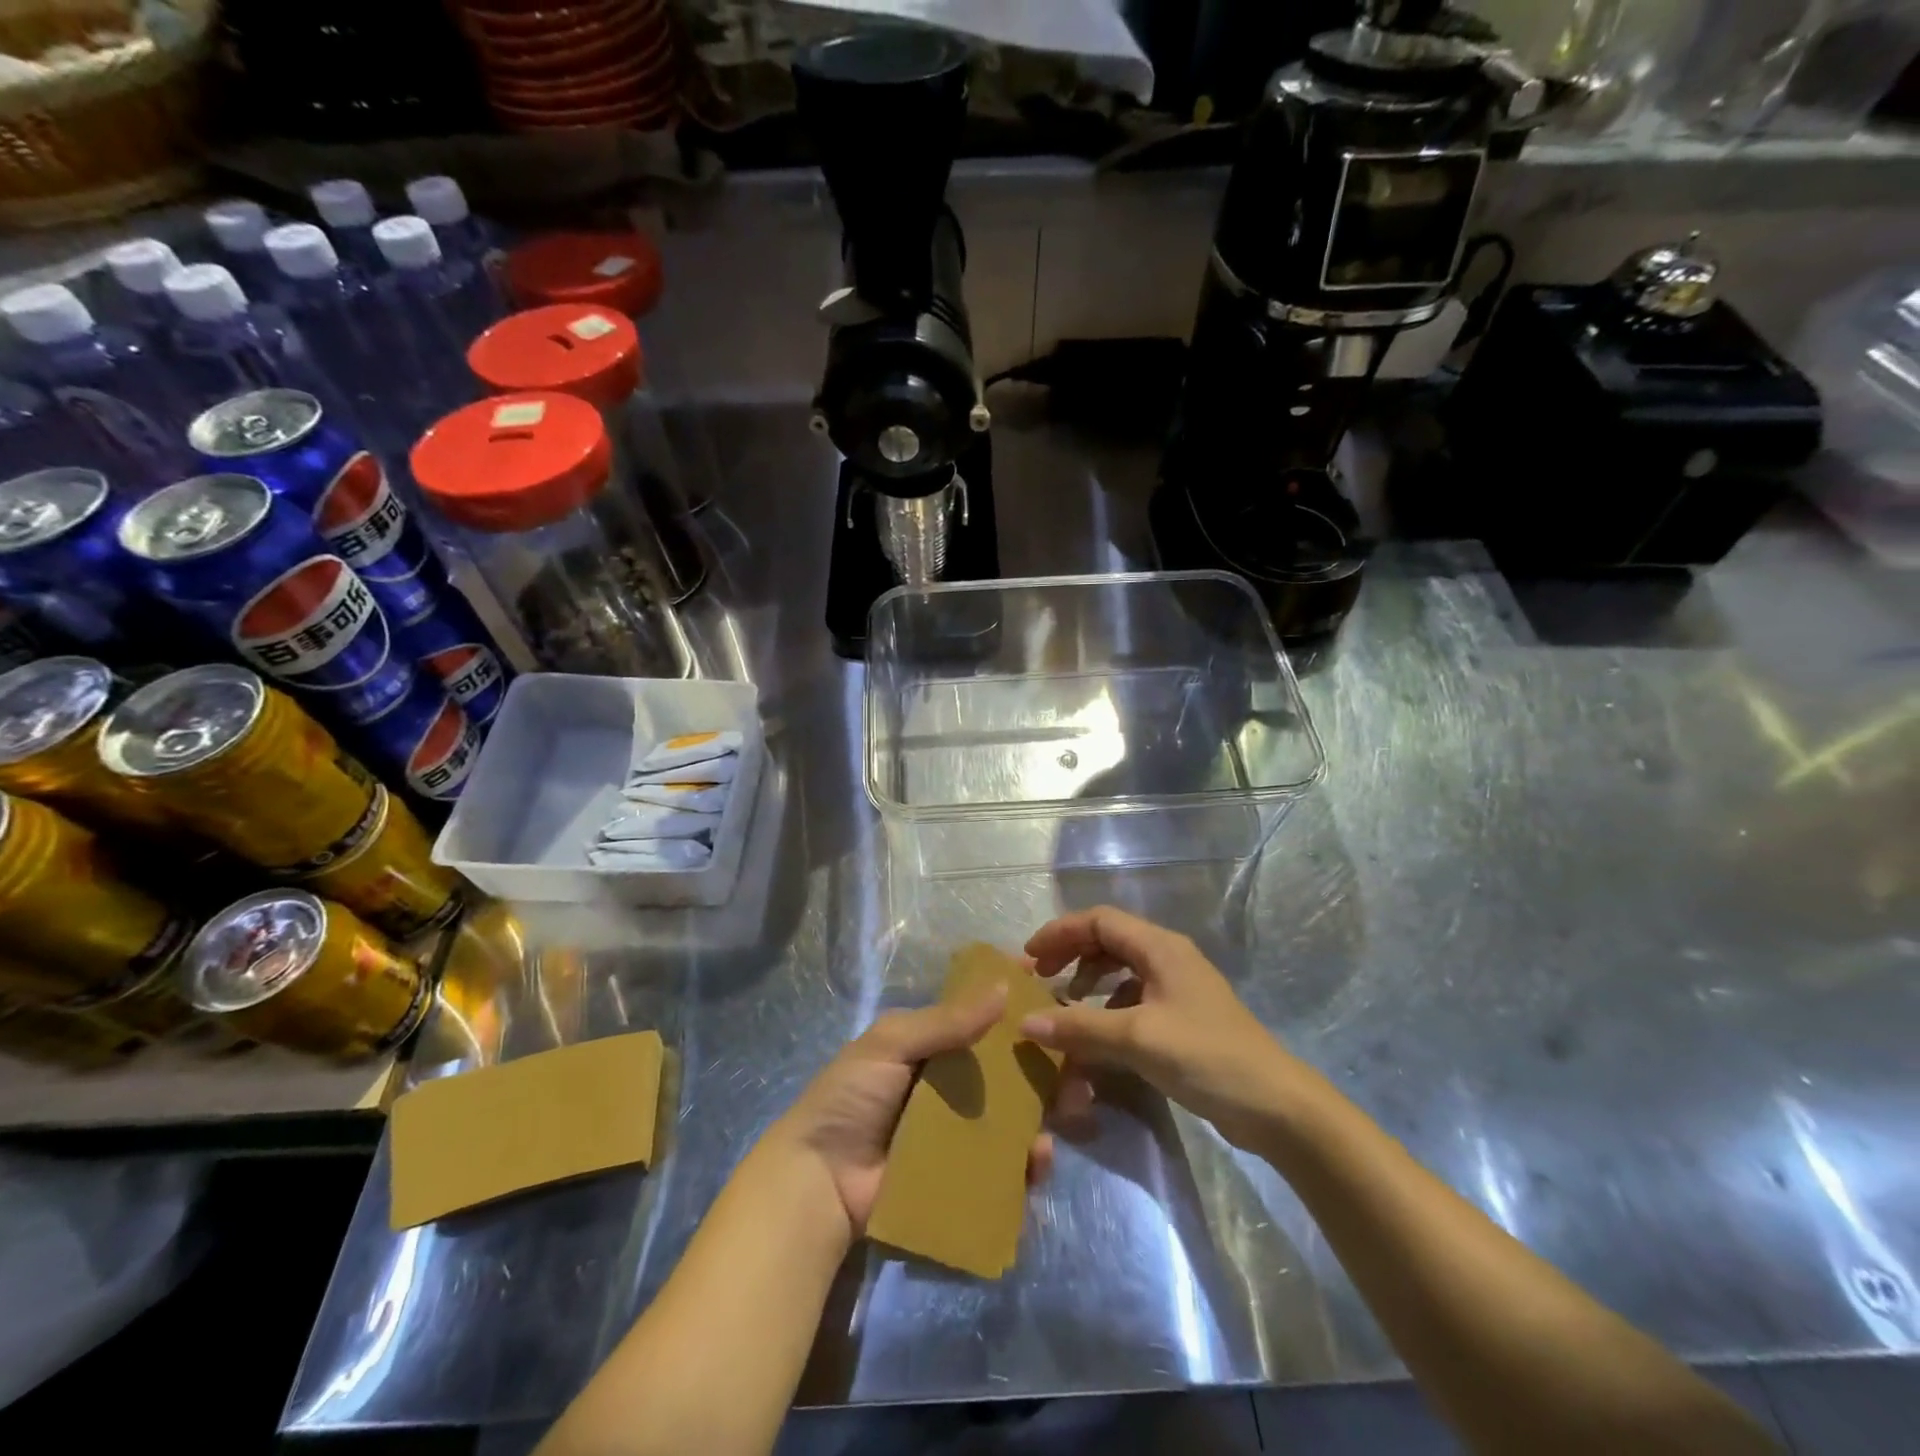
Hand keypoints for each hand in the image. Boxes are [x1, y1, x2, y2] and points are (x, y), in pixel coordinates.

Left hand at [769, 987, 1055, 1237]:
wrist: (819, 1182)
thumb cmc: (851, 1099)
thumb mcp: (891, 1044)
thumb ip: (945, 1022)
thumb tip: (1002, 988)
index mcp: (931, 1048)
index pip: (980, 1017)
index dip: (1012, 1001)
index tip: (1050, 986)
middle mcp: (951, 1086)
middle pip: (1008, 1068)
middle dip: (1046, 1061)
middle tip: (1080, 1062)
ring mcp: (959, 1133)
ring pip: (1015, 1115)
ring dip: (1047, 1109)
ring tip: (1074, 1106)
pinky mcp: (964, 1177)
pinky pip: (1005, 1165)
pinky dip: (1028, 1161)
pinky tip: (1040, 1157)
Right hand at [1019, 906, 1303, 1149]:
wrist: (1276, 1105)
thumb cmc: (1206, 1057)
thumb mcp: (1138, 1039)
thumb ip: (1080, 1028)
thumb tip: (1025, 1023)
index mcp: (1159, 947)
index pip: (1099, 920)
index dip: (1060, 933)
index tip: (1029, 958)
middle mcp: (1168, 957)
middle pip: (1108, 939)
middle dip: (1071, 954)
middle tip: (1040, 978)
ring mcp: (1177, 987)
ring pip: (1121, 969)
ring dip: (1089, 981)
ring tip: (1065, 1003)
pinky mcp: (1183, 1017)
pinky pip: (1135, 998)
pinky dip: (1109, 1008)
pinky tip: (1100, 1035)